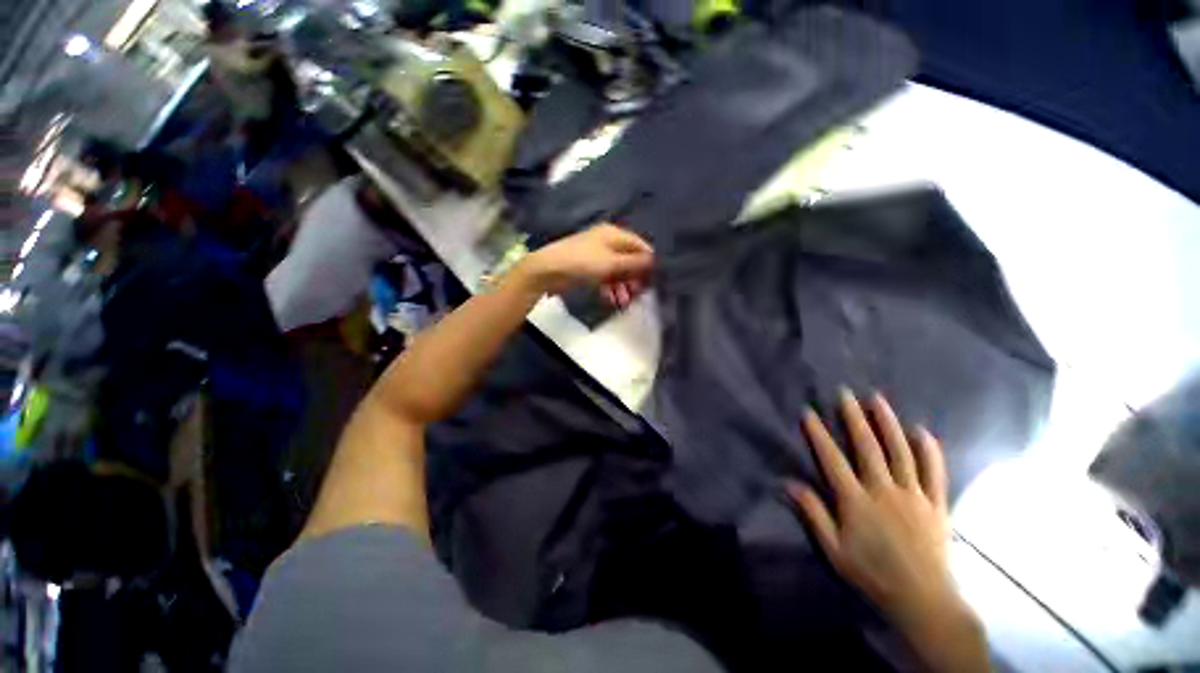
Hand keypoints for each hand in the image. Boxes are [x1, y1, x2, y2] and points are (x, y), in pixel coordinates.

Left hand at [519, 224, 653, 308]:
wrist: (548, 270)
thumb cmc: (583, 263)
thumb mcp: (612, 263)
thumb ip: (635, 263)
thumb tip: (654, 261)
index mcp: (614, 234)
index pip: (639, 245)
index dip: (648, 261)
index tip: (654, 279)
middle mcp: (607, 242)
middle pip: (628, 259)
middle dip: (634, 277)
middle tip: (639, 294)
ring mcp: (596, 256)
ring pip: (617, 271)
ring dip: (623, 286)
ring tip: (624, 302)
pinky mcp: (588, 269)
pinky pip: (605, 278)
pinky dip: (610, 288)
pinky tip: (612, 300)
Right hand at [787, 390, 987, 671]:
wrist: (923, 599)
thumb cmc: (872, 573)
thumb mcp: (834, 549)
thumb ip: (813, 513)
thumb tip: (789, 483)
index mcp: (856, 501)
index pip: (832, 459)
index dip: (819, 434)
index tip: (809, 412)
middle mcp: (884, 490)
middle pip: (867, 447)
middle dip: (854, 417)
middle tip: (845, 393)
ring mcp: (913, 495)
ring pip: (900, 452)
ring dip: (888, 423)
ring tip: (877, 400)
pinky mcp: (936, 504)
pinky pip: (934, 471)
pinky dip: (929, 450)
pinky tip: (922, 431)